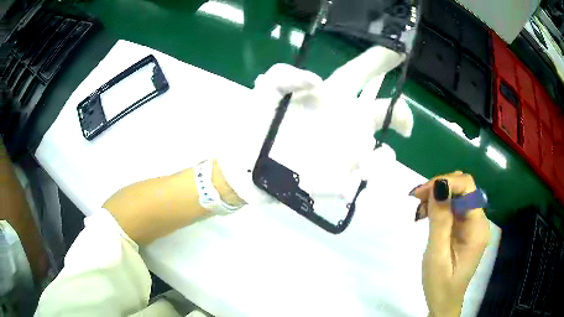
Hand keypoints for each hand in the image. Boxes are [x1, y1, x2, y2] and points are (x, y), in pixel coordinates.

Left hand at [217, 46, 413, 204]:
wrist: (244, 164)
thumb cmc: (256, 122)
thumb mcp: (266, 89)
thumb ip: (286, 74)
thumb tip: (318, 81)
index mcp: (331, 97)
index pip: (361, 75)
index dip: (380, 61)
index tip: (399, 51)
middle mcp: (344, 122)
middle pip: (383, 114)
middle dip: (401, 115)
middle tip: (404, 125)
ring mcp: (342, 153)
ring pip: (378, 156)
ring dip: (382, 160)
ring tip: (365, 164)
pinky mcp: (334, 180)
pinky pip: (355, 185)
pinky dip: (357, 186)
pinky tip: (346, 187)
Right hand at [410, 172, 489, 316]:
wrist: (443, 302)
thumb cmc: (440, 284)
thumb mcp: (437, 254)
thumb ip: (440, 220)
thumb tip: (439, 185)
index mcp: (477, 227)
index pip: (468, 187)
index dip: (446, 182)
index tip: (422, 193)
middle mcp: (478, 220)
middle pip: (463, 188)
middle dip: (439, 188)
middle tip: (417, 200)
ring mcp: (472, 224)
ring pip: (457, 195)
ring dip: (437, 196)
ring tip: (419, 210)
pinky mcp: (464, 228)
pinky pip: (453, 207)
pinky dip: (439, 206)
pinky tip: (426, 215)